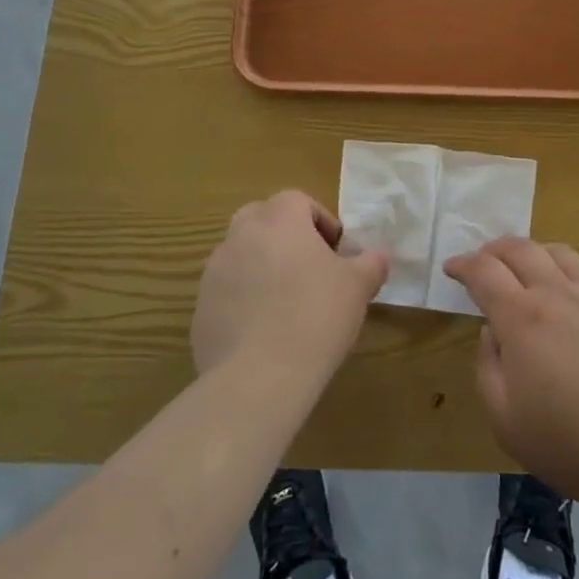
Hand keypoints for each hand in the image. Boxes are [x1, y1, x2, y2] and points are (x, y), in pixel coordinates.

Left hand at [191, 191, 387, 385]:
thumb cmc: (316, 317)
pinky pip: (226, 291)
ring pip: (240, 253)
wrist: (259, 377)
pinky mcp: (200, 308)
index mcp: (279, 221)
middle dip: (284, 235)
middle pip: (261, 218)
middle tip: (308, 267)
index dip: (320, 220)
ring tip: (285, 302)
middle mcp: (241, 236)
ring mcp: (215, 272)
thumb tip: (378, 256)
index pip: (297, 200)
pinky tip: (263, 331)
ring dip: (261, 265)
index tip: (336, 251)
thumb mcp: (358, 288)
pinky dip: (243, 299)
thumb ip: (371, 263)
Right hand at [443, 238, 578, 513]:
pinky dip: (561, 272)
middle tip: (481, 263)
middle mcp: (557, 294)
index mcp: (522, 318)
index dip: (463, 264)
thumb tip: (493, 333)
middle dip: (493, 249)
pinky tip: (563, 300)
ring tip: (522, 270)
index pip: (484, 271)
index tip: (451, 268)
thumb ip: (488, 367)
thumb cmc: (571, 444)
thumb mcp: (506, 420)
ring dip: (531, 252)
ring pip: (556, 252)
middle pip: (520, 249)